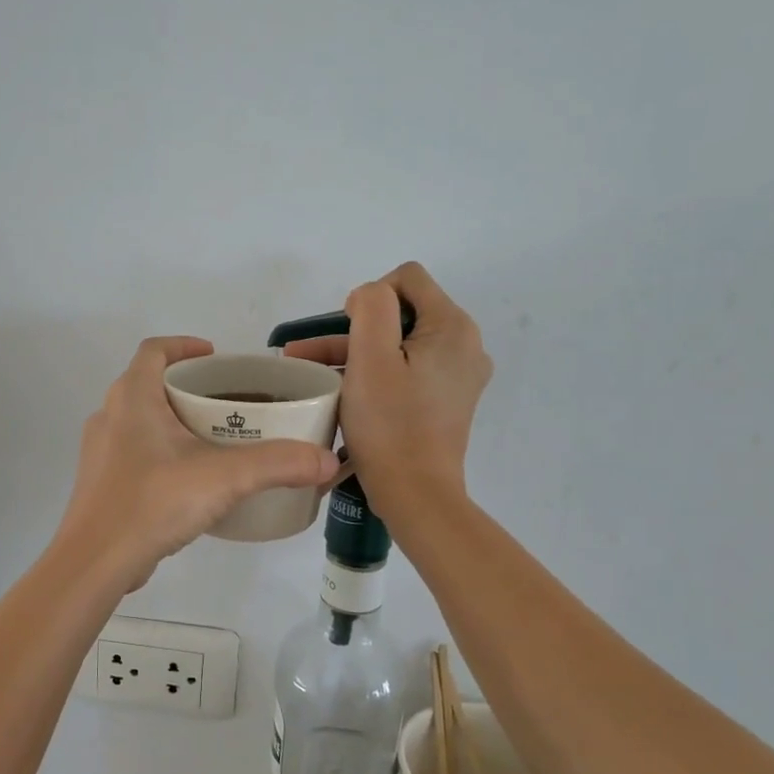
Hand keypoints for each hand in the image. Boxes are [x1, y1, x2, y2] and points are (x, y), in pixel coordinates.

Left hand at [56, 337, 341, 588]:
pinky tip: (189, 480)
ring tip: (213, 440)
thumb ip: (278, 464)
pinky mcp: (101, 484)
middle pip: (149, 384)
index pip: (154, 350)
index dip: (184, 346)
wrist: (95, 562)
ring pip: (140, 421)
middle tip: (226, 403)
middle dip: (187, 387)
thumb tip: (326, 460)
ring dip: (173, 421)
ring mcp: (100, 452)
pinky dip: (161, 453)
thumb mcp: (224, 478)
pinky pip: (134, 453)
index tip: (215, 357)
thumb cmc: (153, 502)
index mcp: (132, 398)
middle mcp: (110, 416)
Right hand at [283, 263, 489, 512]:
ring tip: (310, 372)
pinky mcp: (447, 400)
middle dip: (354, 329)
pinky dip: (377, 374)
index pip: (407, 279)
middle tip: (309, 354)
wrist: (415, 494)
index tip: (347, 332)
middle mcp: (465, 345)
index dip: (369, 297)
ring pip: (401, 345)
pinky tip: (342, 391)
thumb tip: (369, 297)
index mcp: (452, 327)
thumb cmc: (389, 425)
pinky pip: (408, 370)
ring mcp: (458, 375)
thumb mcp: (371, 358)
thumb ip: (371, 308)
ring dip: (357, 353)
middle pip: (403, 313)